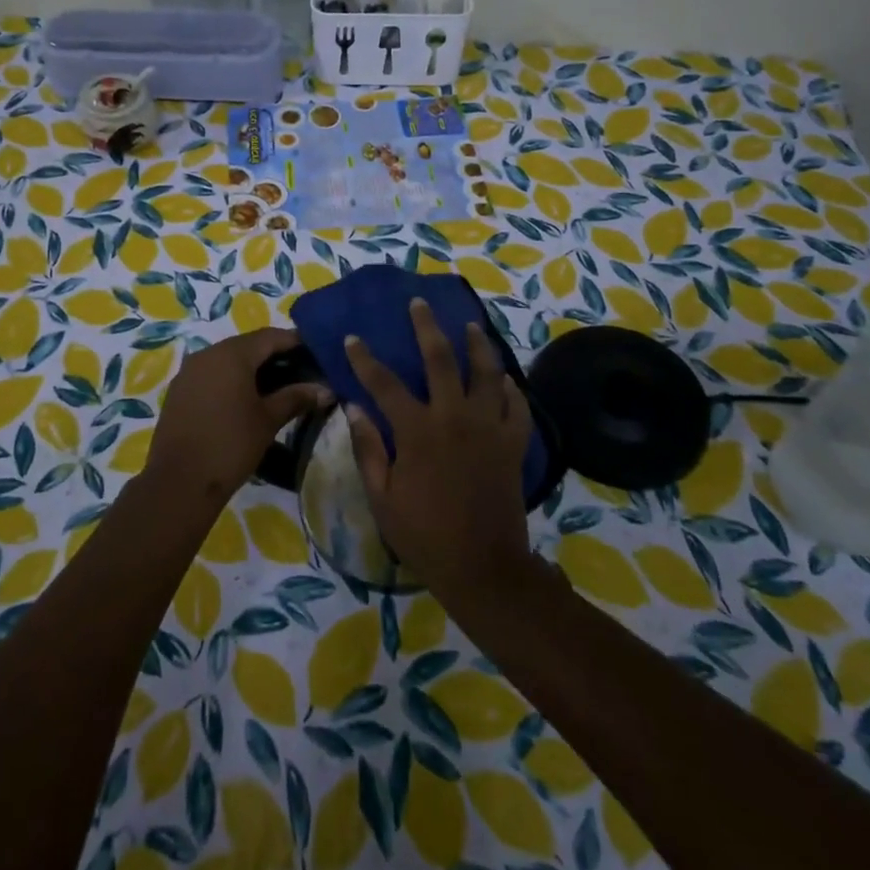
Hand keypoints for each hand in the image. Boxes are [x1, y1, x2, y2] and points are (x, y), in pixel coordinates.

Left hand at [148, 327, 330, 504]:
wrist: (179, 482)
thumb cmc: (231, 445)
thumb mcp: (268, 420)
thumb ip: (296, 397)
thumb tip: (326, 389)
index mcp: (232, 354)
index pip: (270, 336)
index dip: (296, 342)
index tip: (317, 354)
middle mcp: (208, 353)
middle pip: (248, 345)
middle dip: (275, 356)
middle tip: (300, 372)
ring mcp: (190, 371)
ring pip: (228, 359)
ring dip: (252, 368)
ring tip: (277, 388)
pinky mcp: (179, 390)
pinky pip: (212, 374)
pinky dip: (232, 380)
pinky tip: (246, 400)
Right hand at [343, 298, 536, 604]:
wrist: (482, 566)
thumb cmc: (423, 534)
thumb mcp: (382, 496)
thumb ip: (368, 448)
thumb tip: (353, 407)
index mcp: (418, 431)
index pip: (384, 384)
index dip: (365, 359)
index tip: (353, 338)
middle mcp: (454, 418)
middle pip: (440, 359)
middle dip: (426, 327)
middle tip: (419, 303)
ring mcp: (488, 428)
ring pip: (486, 372)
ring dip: (477, 345)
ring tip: (471, 326)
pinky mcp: (513, 443)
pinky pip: (516, 406)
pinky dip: (510, 388)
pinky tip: (504, 379)